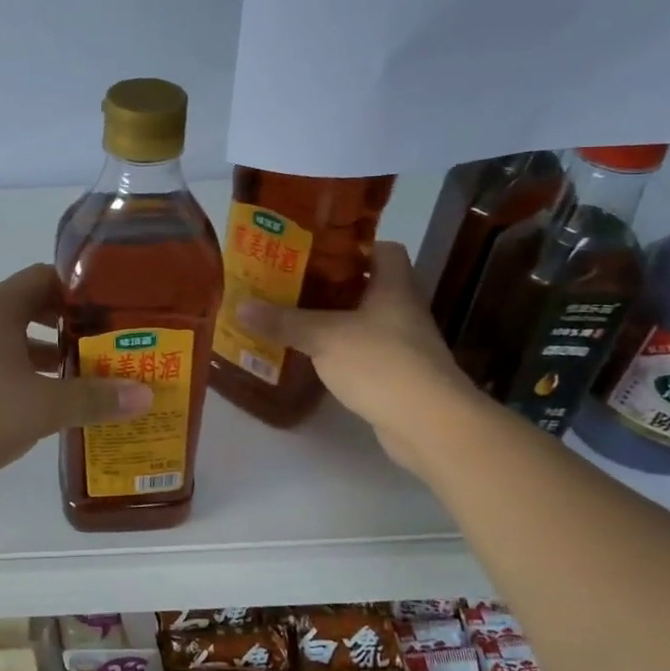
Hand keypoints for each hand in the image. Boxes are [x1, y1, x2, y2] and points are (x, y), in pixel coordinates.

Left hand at [0, 264, 152, 488]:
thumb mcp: (40, 408)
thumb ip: (92, 399)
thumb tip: (145, 394)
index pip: (46, 278)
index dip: (80, 291)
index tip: (110, 312)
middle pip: (27, 306)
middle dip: (64, 326)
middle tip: (101, 348)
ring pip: (6, 337)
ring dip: (38, 353)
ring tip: (72, 378)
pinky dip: (12, 372)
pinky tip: (27, 403)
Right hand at [238, 242, 479, 474]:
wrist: (429, 424)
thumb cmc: (381, 363)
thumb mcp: (324, 336)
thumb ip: (283, 320)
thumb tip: (240, 305)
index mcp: (394, 287)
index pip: (384, 249)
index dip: (353, 246)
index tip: (317, 249)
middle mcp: (402, 310)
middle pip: (367, 285)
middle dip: (330, 283)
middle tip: (290, 281)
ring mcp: (402, 345)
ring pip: (363, 320)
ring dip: (332, 318)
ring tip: (291, 316)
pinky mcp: (396, 375)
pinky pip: (362, 352)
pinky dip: (338, 350)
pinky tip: (310, 355)